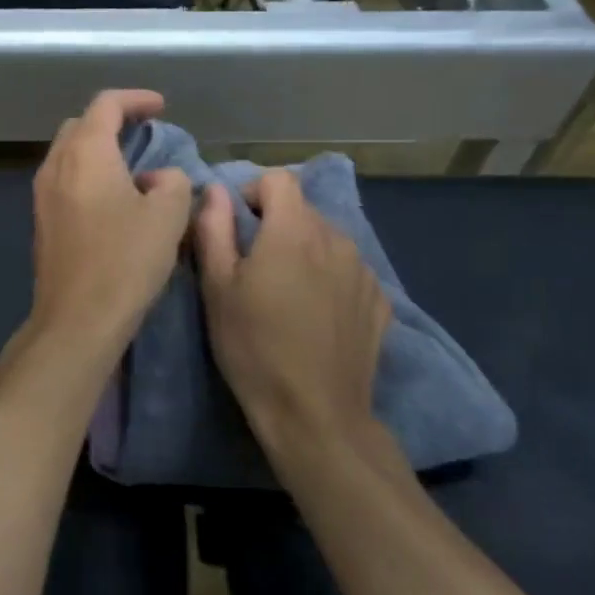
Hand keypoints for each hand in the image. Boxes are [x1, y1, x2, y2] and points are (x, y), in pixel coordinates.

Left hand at [27, 89, 192, 356]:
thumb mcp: (168, 215)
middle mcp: (55, 166)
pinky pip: (64, 182)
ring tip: (131, 166)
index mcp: (85, 153)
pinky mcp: (41, 223)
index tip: (160, 107)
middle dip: (112, 121)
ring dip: (98, 151)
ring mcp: (42, 196)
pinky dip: (88, 175)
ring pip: (68, 155)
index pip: (105, 105)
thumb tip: (156, 179)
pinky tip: (112, 200)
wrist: (77, 319)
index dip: (135, 99)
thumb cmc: (125, 261)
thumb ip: (171, 182)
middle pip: (80, 126)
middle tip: (144, 133)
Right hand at [193, 170, 400, 478]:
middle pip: (303, 210)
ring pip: (327, 240)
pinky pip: (348, 271)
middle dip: (276, 226)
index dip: (252, 194)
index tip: (237, 227)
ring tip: (286, 295)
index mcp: (293, 231)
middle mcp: (336, 239)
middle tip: (254, 270)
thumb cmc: (254, 347)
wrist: (315, 413)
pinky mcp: (380, 301)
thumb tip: (213, 191)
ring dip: (304, 252)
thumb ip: (213, 229)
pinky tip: (316, 317)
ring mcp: (363, 271)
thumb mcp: (217, 288)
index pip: (279, 180)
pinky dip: (329, 278)